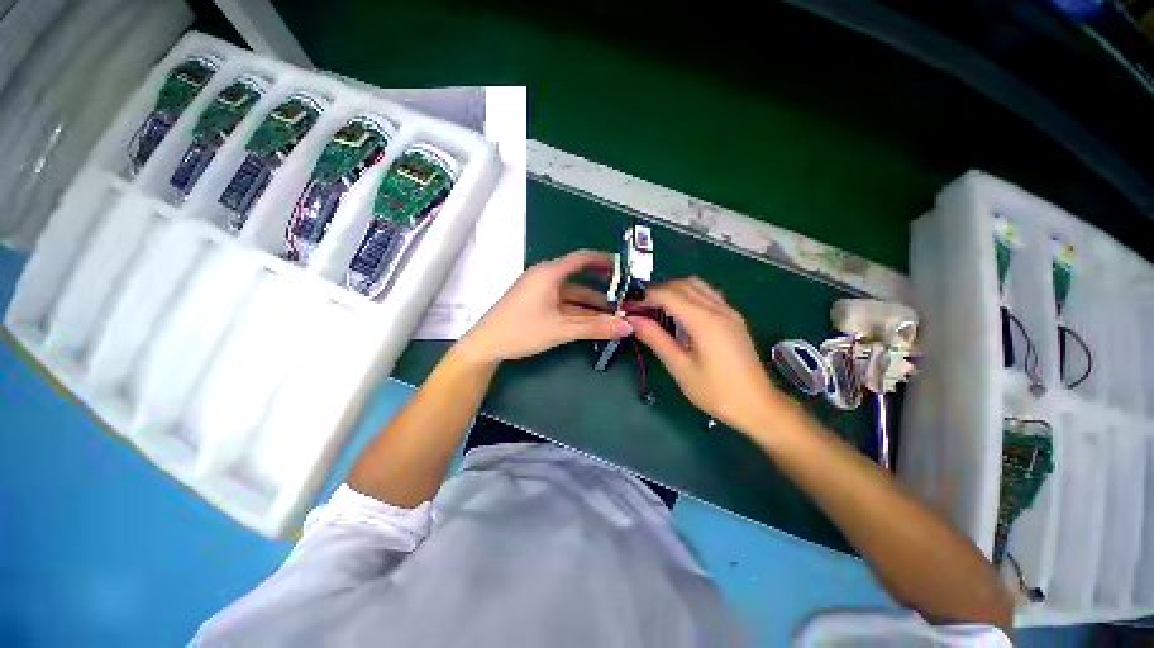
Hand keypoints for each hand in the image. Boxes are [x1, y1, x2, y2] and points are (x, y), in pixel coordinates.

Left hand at [457, 250, 632, 365]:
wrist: (486, 345)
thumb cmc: (522, 331)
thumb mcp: (562, 329)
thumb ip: (595, 327)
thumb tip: (627, 328)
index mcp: (550, 273)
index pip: (582, 258)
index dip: (604, 260)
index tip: (623, 267)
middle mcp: (545, 276)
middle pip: (579, 278)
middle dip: (601, 288)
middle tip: (624, 297)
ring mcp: (539, 290)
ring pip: (571, 293)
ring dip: (590, 303)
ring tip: (613, 313)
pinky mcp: (536, 302)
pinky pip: (562, 301)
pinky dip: (577, 309)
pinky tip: (591, 320)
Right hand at [628, 278, 790, 432]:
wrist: (758, 406)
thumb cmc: (716, 392)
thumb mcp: (681, 368)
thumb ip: (656, 339)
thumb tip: (633, 320)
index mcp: (705, 321)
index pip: (668, 294)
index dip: (645, 297)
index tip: (628, 307)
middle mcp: (719, 308)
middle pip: (682, 285)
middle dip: (657, 292)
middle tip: (639, 310)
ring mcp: (729, 311)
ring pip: (696, 285)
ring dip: (673, 291)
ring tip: (657, 310)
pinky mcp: (734, 318)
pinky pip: (707, 294)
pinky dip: (688, 295)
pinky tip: (680, 314)